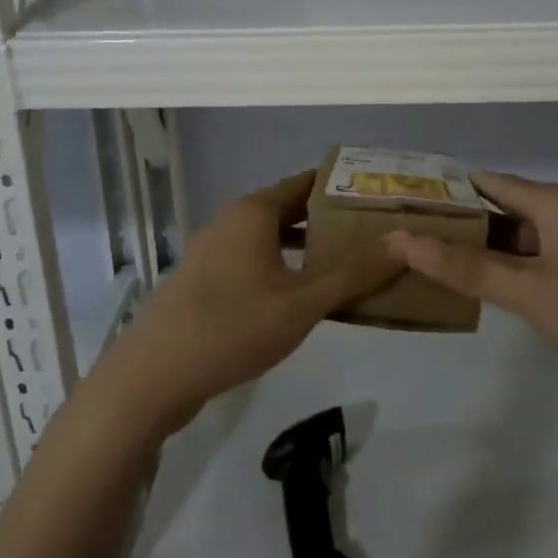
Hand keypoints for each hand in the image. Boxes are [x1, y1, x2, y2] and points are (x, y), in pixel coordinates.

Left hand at [97, 172, 398, 437]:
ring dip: (308, 246)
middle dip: (332, 220)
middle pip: (292, 207)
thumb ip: (353, 272)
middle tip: (377, 233)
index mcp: (255, 210)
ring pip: (272, 236)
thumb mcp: (302, 303)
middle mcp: (233, 219)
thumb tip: (405, 241)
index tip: (383, 198)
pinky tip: (303, 293)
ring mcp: (214, 248)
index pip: (309, 182)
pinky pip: (254, 258)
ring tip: (350, 262)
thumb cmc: (232, 327)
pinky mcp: (205, 277)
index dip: (347, 188)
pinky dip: (283, 264)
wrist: (152, 375)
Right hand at [386, 171, 557, 417]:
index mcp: (553, 202)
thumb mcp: (532, 291)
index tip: (401, 203)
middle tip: (406, 241)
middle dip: (457, 226)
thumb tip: (402, 239)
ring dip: (484, 255)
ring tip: (432, 268)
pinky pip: (542, 268)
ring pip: (522, 244)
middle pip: (501, 212)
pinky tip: (487, 297)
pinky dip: (513, 277)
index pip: (485, 183)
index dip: (444, 190)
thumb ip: (467, 268)